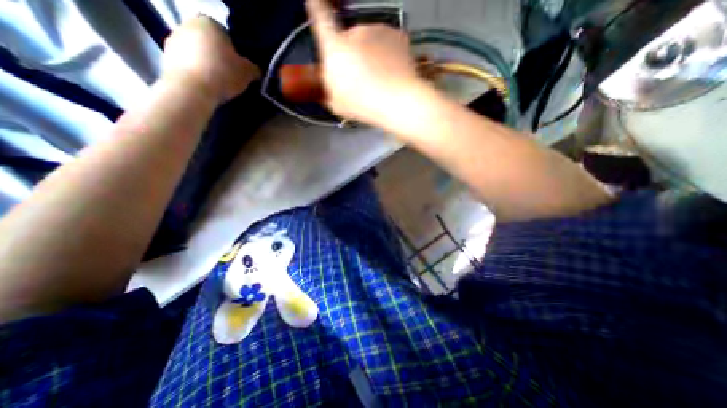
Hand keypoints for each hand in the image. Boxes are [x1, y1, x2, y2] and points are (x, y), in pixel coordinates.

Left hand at [162, 16, 261, 103]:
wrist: (192, 89)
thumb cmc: (223, 73)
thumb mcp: (248, 72)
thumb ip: (254, 68)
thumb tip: (257, 70)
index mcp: (209, 22)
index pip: (227, 35)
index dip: (236, 53)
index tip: (241, 67)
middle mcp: (187, 24)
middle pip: (210, 43)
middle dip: (220, 56)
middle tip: (231, 75)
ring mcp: (173, 39)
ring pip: (198, 52)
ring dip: (207, 64)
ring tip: (219, 82)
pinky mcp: (165, 56)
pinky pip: (188, 63)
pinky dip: (197, 71)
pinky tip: (206, 84)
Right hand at [305, 0, 427, 125]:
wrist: (397, 100)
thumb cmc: (365, 103)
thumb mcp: (337, 104)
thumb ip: (330, 91)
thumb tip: (330, 91)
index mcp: (334, 47)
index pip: (320, 17)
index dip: (316, 8)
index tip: (314, 0)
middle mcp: (354, 32)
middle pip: (349, 38)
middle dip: (351, 55)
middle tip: (359, 79)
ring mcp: (377, 31)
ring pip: (369, 42)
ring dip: (370, 56)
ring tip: (376, 81)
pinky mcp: (396, 34)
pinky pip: (387, 44)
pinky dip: (387, 56)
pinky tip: (389, 74)